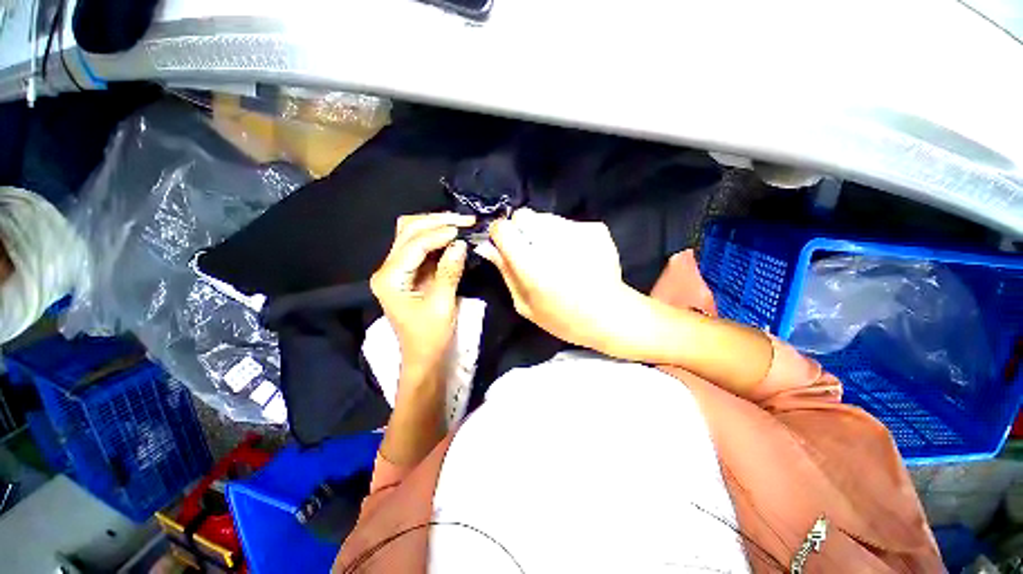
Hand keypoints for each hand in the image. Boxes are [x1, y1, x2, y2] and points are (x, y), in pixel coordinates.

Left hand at [370, 212, 474, 376]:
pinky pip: (421, 247)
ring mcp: (396, 269)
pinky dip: (437, 239)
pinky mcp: (408, 273)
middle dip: (436, 222)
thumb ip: (450, 271)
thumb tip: (461, 244)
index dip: (440, 233)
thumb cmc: (430, 337)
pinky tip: (453, 237)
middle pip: (408, 231)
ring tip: (461, 224)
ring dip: (436, 226)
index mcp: (390, 278)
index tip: (465, 229)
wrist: (423, 357)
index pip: (415, 244)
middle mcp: (387, 269)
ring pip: (412, 235)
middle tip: (464, 220)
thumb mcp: (442, 304)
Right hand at [476, 208, 633, 349]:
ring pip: (546, 217)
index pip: (503, 227)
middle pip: (524, 215)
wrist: (610, 314)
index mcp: (531, 263)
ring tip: (556, 256)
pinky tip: (575, 255)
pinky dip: (565, 235)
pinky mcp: (595, 228)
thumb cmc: (562, 318)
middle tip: (532, 251)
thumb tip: (485, 246)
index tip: (504, 245)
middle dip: (522, 230)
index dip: (500, 234)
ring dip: (543, 232)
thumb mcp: (525, 304)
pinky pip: (568, 223)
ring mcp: (577, 231)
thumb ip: (505, 271)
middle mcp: (553, 241)